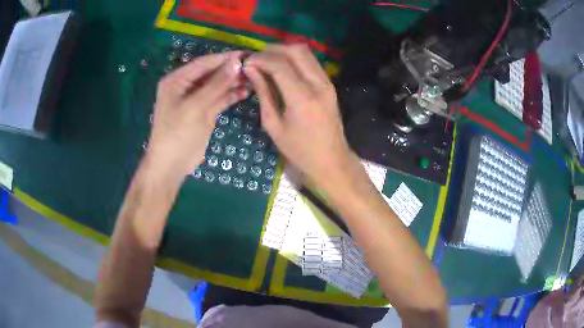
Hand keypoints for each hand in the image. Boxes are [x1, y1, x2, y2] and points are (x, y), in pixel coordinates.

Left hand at [146, 52, 246, 178]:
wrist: (171, 165)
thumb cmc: (177, 134)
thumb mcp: (195, 107)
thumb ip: (216, 84)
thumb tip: (236, 62)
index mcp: (177, 80)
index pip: (203, 63)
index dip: (224, 58)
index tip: (246, 55)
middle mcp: (186, 86)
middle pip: (211, 73)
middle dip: (231, 70)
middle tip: (254, 67)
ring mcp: (196, 99)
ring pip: (217, 85)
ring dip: (233, 82)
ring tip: (253, 79)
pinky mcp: (204, 111)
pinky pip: (219, 99)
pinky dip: (231, 95)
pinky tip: (245, 92)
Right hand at [243, 45, 353, 183]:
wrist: (331, 160)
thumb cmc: (299, 150)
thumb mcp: (273, 125)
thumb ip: (263, 93)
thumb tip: (250, 69)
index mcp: (302, 98)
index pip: (280, 64)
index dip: (260, 59)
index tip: (246, 62)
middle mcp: (318, 84)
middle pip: (295, 50)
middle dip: (272, 50)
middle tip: (256, 59)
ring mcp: (327, 82)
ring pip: (305, 52)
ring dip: (284, 51)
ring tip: (266, 61)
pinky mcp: (330, 84)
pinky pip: (311, 61)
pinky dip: (294, 59)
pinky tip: (282, 68)